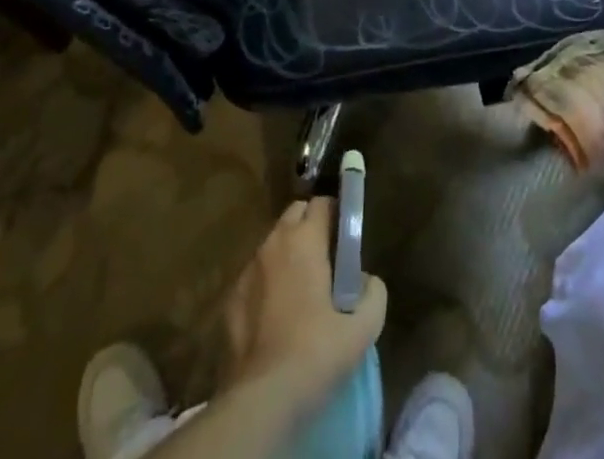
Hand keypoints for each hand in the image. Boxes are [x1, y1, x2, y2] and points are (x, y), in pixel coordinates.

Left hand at [221, 198, 387, 410]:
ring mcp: (248, 270)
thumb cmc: (316, 353)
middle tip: (326, 259)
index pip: (322, 203)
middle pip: (294, 215)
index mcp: (304, 240)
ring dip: (287, 254)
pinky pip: (255, 276)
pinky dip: (267, 283)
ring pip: (272, 244)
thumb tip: (367, 280)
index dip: (337, 214)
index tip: (346, 237)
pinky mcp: (230, 299)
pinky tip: (276, 316)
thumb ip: (373, 293)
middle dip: (310, 226)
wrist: (262, 400)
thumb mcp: (363, 327)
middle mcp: (273, 243)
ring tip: (301, 290)